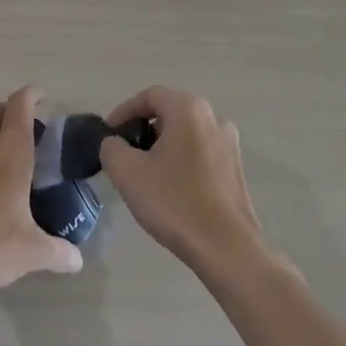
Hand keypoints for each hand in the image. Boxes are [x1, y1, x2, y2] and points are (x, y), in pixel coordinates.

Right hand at [98, 86, 270, 275]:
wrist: (227, 249)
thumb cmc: (175, 203)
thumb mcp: (127, 172)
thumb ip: (111, 147)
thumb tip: (115, 144)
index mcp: (189, 109)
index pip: (148, 96)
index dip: (123, 112)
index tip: (109, 136)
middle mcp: (213, 117)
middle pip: (168, 112)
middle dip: (143, 130)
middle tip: (124, 155)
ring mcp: (230, 144)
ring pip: (185, 134)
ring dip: (162, 147)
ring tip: (145, 174)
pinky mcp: (236, 169)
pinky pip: (200, 152)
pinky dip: (181, 161)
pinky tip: (171, 189)